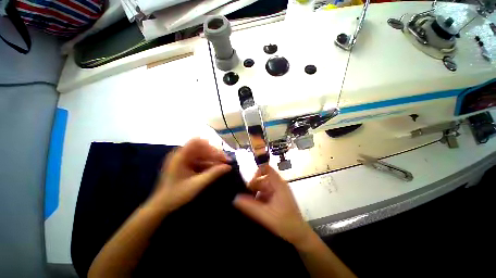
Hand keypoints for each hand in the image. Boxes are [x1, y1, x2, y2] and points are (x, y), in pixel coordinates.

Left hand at [146, 138, 230, 213]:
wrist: (161, 206)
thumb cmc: (176, 195)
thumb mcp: (196, 184)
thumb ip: (213, 174)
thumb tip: (228, 167)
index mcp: (180, 156)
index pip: (197, 142)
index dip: (210, 146)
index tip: (220, 155)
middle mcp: (181, 154)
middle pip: (202, 147)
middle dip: (215, 153)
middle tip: (226, 161)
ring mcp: (183, 159)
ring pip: (202, 154)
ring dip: (213, 158)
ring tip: (223, 165)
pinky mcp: (186, 164)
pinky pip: (200, 160)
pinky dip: (208, 163)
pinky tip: (215, 169)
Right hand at [233, 165, 313, 248]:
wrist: (299, 235)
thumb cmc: (285, 223)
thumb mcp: (265, 215)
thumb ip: (249, 206)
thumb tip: (235, 198)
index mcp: (278, 184)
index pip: (266, 168)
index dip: (256, 172)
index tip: (248, 183)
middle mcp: (277, 185)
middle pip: (261, 179)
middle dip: (252, 187)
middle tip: (243, 197)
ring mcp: (277, 191)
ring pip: (262, 187)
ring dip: (254, 194)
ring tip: (247, 203)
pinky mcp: (276, 198)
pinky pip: (264, 194)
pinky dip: (258, 198)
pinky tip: (253, 207)